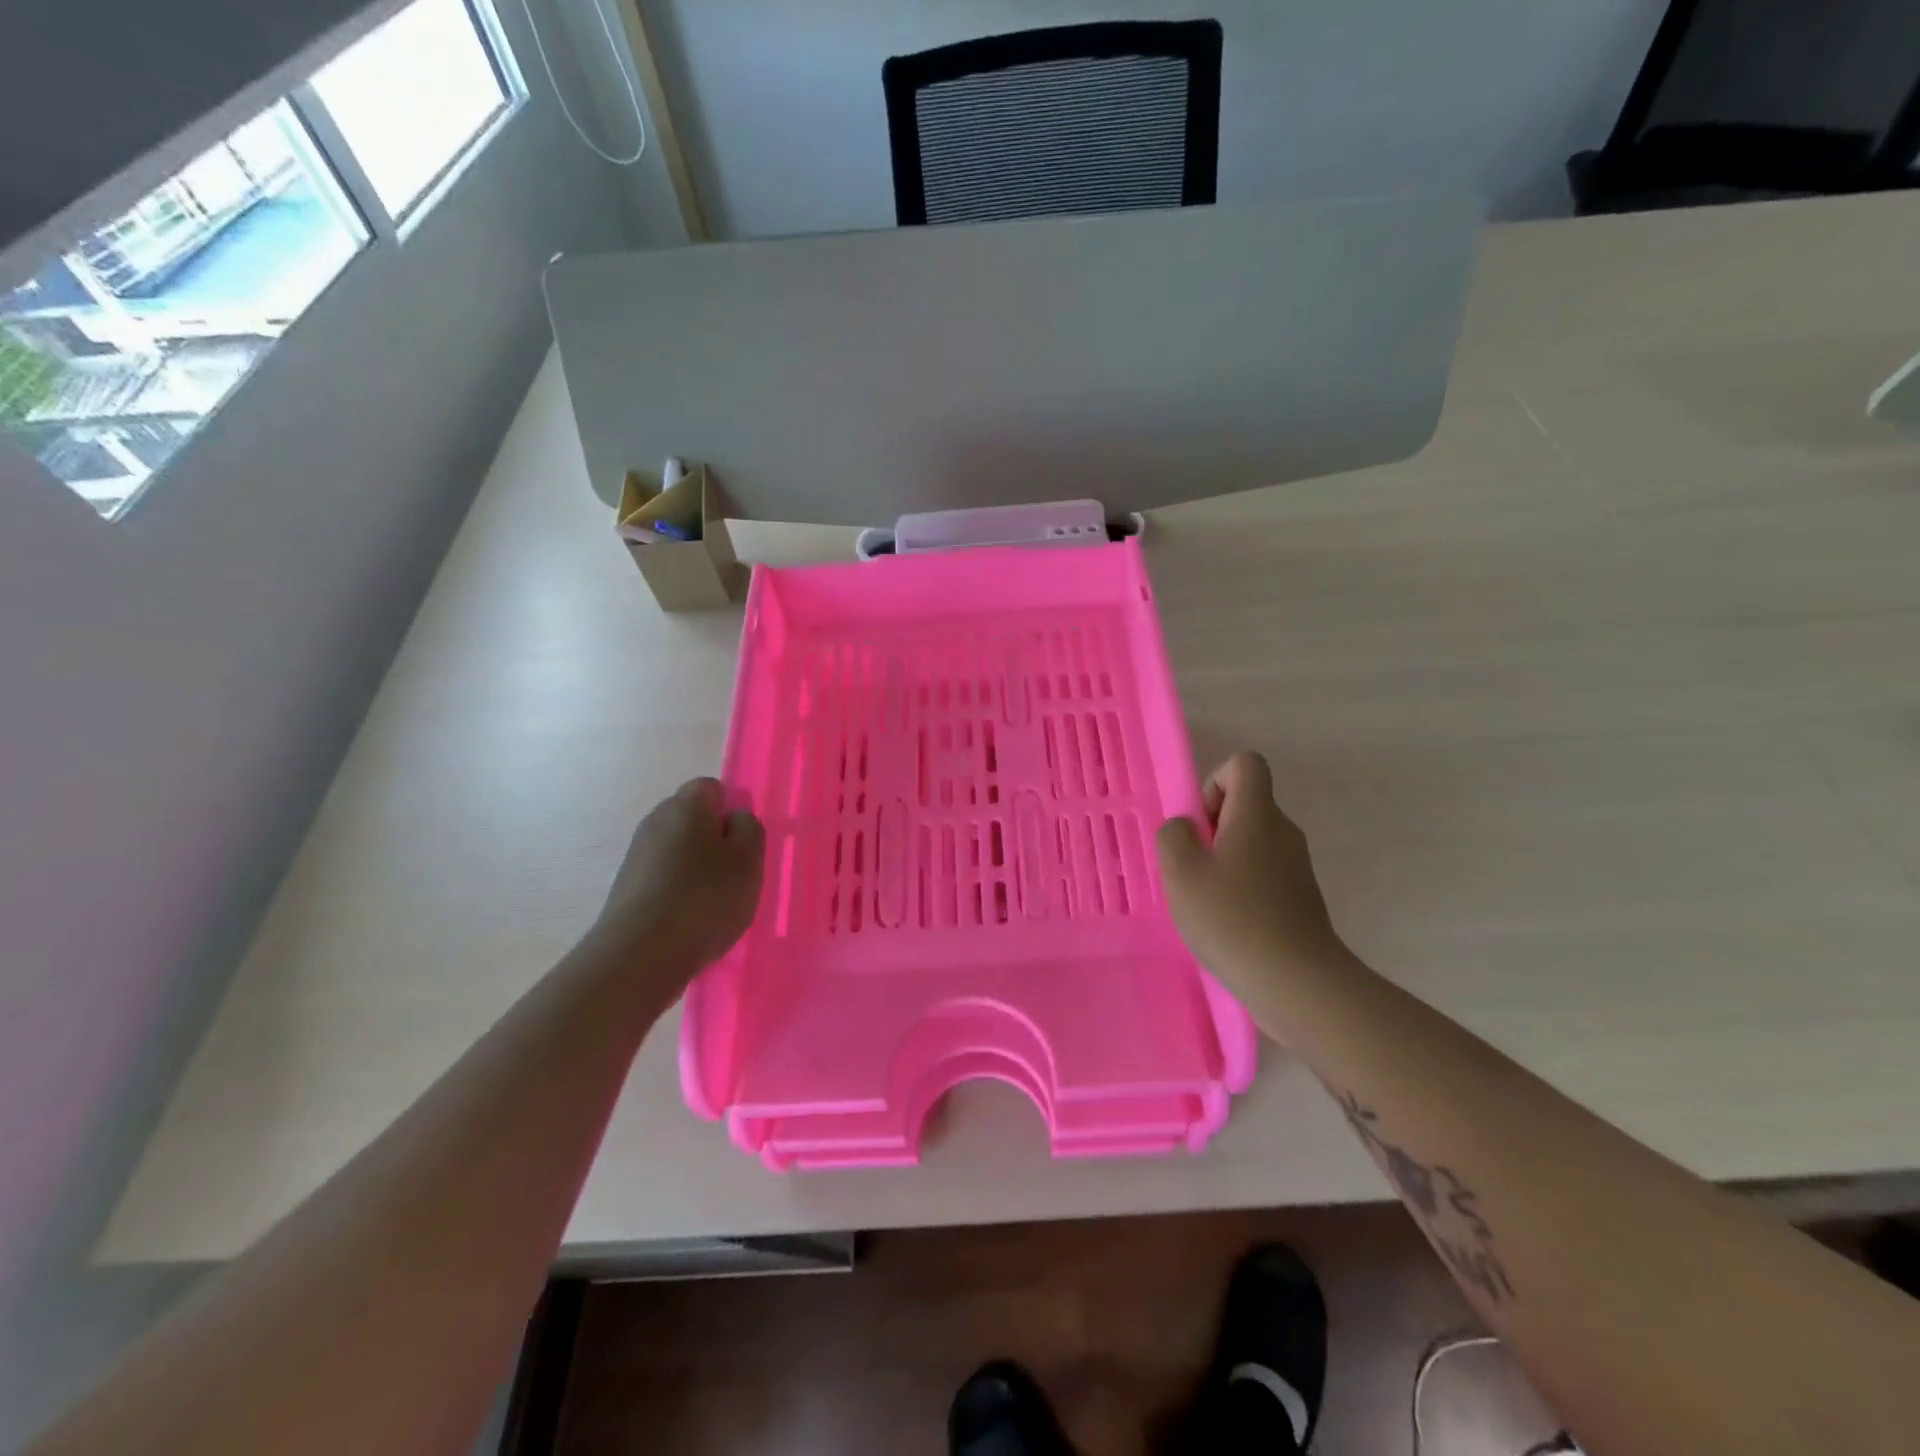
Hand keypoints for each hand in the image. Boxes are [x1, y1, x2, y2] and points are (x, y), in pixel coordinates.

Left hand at [588, 778, 764, 980]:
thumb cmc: (705, 898)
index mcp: (686, 805)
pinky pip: (664, 878)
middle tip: (736, 873)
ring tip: (715, 903)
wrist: (640, 954)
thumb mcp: (748, 859)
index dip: (731, 809)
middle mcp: (656, 821)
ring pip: (679, 850)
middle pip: (693, 819)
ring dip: (698, 869)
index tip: (745, 842)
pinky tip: (690, 920)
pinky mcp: (627, 888)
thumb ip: (748, 828)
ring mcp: (637, 855)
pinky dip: (679, 891)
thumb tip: (734, 818)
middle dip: (715, 840)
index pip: (711, 787)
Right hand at [1157, 752, 1345, 992]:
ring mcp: (1297, 865)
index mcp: (1257, 814)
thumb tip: (1185, 829)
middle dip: (1211, 827)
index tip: (1200, 824)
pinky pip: (1263, 872)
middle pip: (1246, 804)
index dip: (1215, 781)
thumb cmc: (1232, 917)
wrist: (1296, 981)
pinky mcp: (1301, 897)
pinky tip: (1227, 922)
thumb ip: (1173, 835)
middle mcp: (1283, 831)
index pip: (1245, 764)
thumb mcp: (1180, 871)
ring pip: (1252, 841)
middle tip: (1193, 868)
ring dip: (1223, 860)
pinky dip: (1241, 886)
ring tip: (1206, 900)